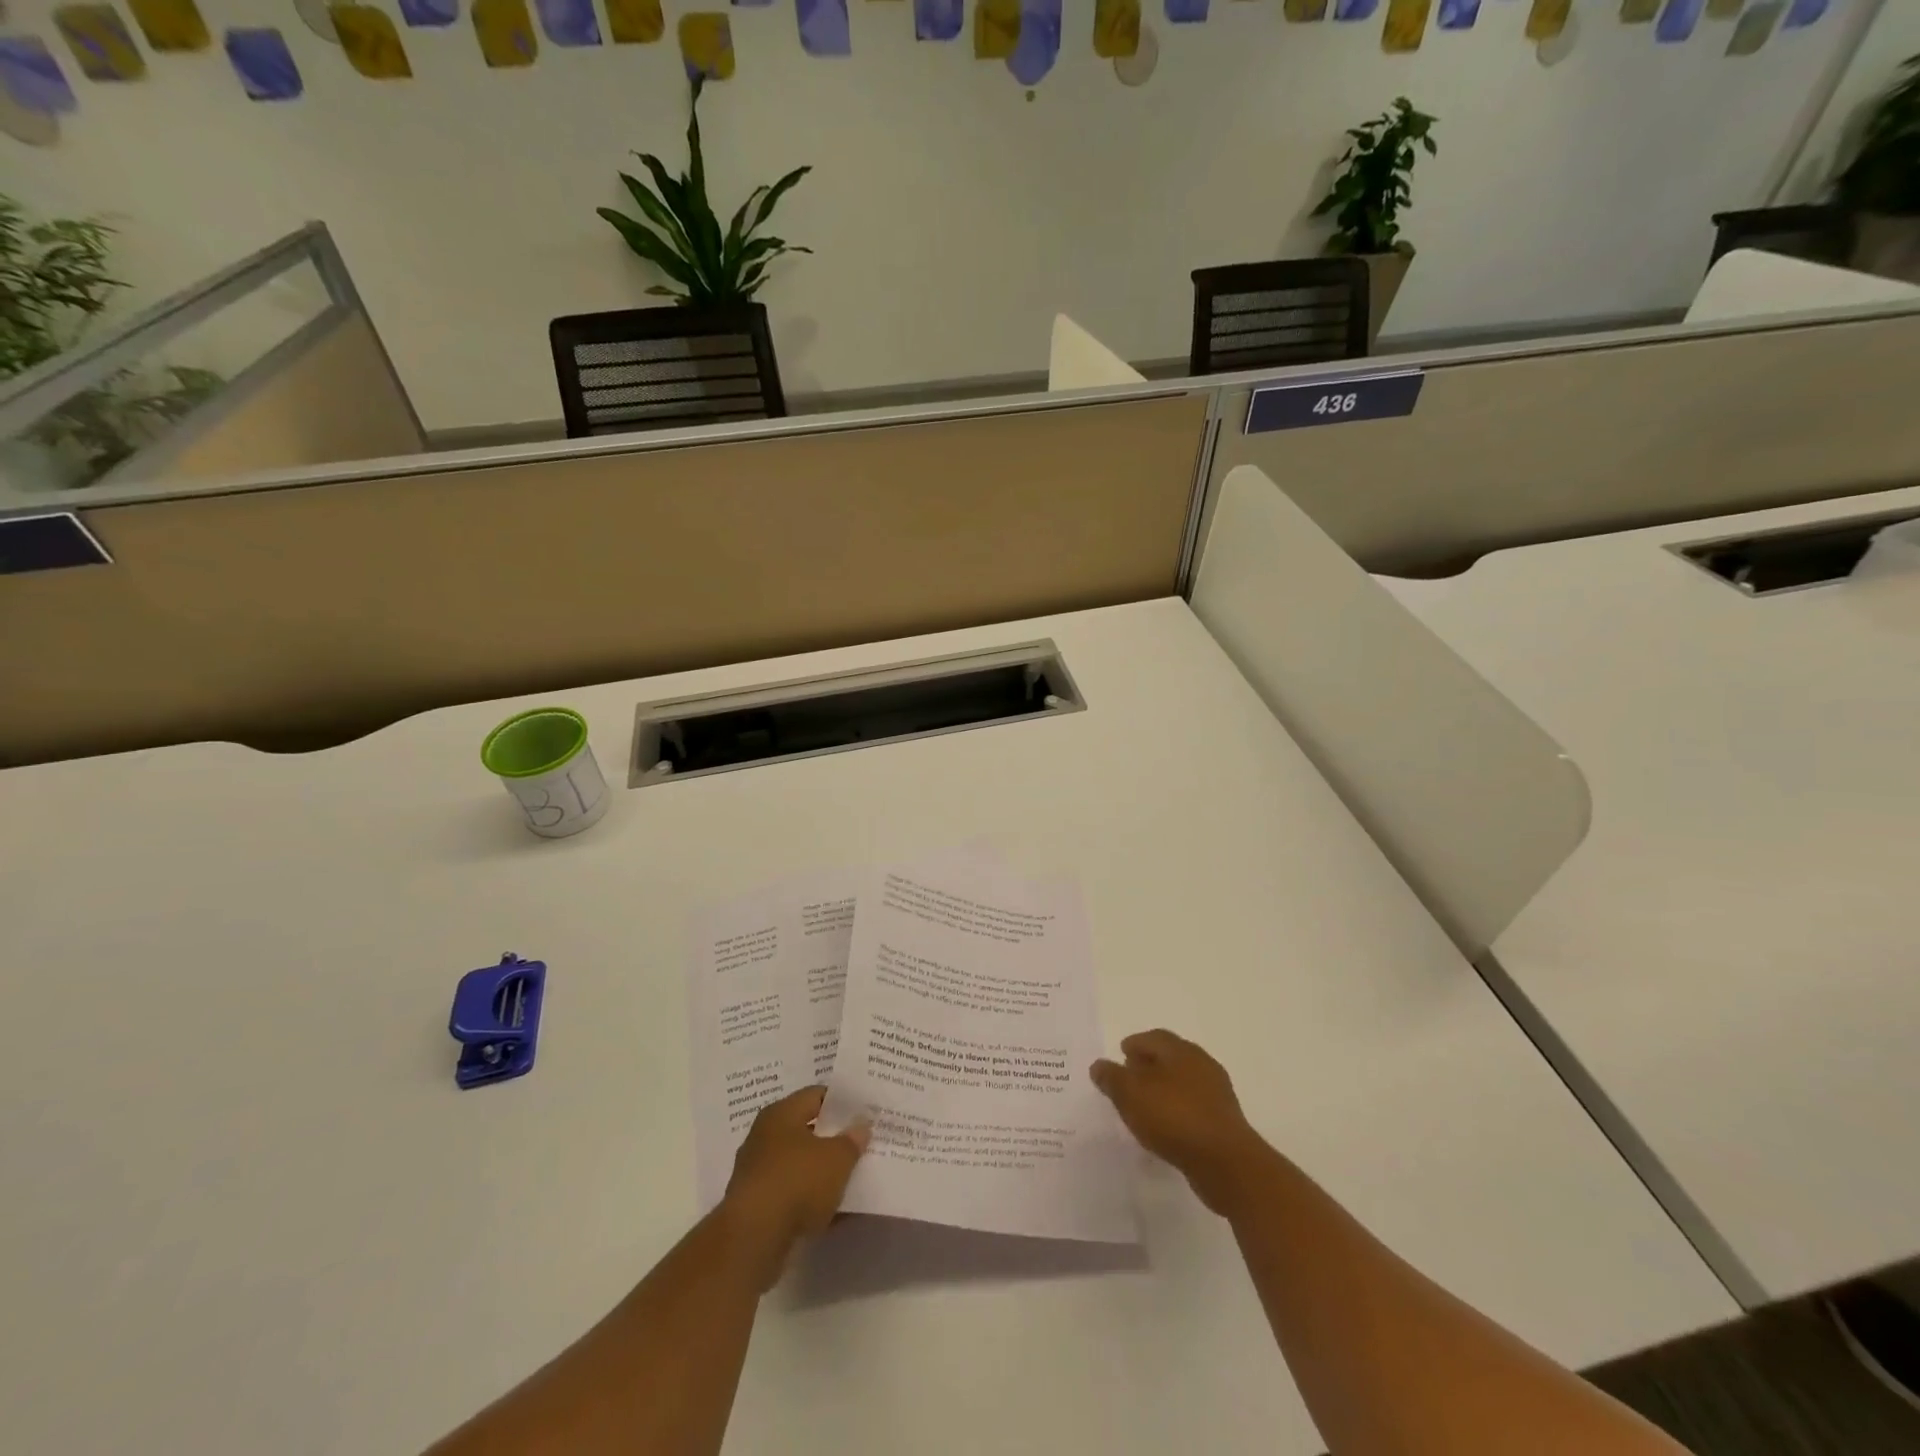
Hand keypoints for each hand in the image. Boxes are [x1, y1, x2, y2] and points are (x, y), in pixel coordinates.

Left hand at [720, 1087, 868, 1285]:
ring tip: (850, 1177)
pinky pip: (791, 1193)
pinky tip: (832, 1209)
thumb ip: (852, 1140)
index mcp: (781, 1114)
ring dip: (821, 1171)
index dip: (841, 1102)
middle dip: (832, 1138)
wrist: (753, 1239)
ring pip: (798, 1164)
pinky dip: (809, 1198)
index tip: (863, 1112)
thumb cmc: (797, 1182)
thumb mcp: (837, 1158)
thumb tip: (861, 1125)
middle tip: (860, 1143)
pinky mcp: (756, 1206)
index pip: (816, 1095)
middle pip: (805, 1130)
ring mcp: (757, 1172)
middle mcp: (764, 1136)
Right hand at [1091, 1029, 1267, 1215]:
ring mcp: (1216, 1094)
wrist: (1226, 1163)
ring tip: (1143, 1107)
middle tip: (1128, 1079)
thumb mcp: (1131, 1094)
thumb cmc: (1174, 1117)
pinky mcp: (1223, 1122)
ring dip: (1163, 1090)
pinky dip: (1176, 1111)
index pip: (1153, 1037)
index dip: (1134, 1044)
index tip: (1120, 1056)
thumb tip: (1099, 1065)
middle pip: (1170, 1058)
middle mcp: (1201, 1064)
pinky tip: (1164, 1129)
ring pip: (1182, 1083)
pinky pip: (1192, 1108)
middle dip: (1148, 1065)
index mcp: (1180, 1050)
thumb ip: (1112, 1078)